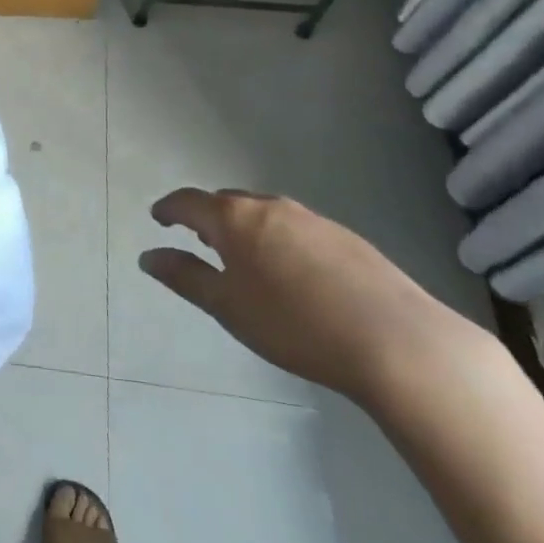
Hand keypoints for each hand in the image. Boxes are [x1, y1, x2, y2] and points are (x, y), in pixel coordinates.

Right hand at [139, 188, 479, 405]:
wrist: (395, 341)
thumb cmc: (294, 324)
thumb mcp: (228, 307)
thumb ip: (185, 277)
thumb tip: (148, 256)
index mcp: (234, 218)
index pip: (189, 201)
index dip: (168, 209)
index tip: (158, 218)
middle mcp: (270, 206)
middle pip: (227, 202)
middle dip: (208, 217)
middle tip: (198, 240)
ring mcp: (312, 218)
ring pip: (264, 213)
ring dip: (245, 228)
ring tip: (244, 257)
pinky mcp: (346, 237)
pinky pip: (296, 228)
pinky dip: (279, 239)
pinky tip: (292, 273)